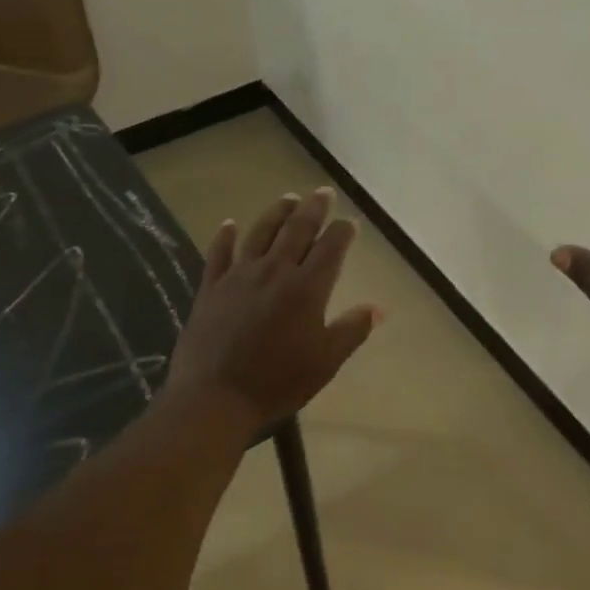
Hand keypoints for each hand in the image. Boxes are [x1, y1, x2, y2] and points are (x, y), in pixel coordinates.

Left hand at [166, 187, 380, 431]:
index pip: (330, 249)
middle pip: (296, 230)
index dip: (342, 233)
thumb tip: (378, 308)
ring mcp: (239, 276)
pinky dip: (225, 236)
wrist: (215, 396)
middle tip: (322, 193)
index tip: (350, 223)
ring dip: (276, 213)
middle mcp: (274, 272)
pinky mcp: (211, 288)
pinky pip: (218, 253)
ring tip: (288, 199)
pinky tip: (229, 224)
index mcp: (306, 289)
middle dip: (313, 209)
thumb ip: (351, 331)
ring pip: (260, 233)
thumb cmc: (277, 382)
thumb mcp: (325, 362)